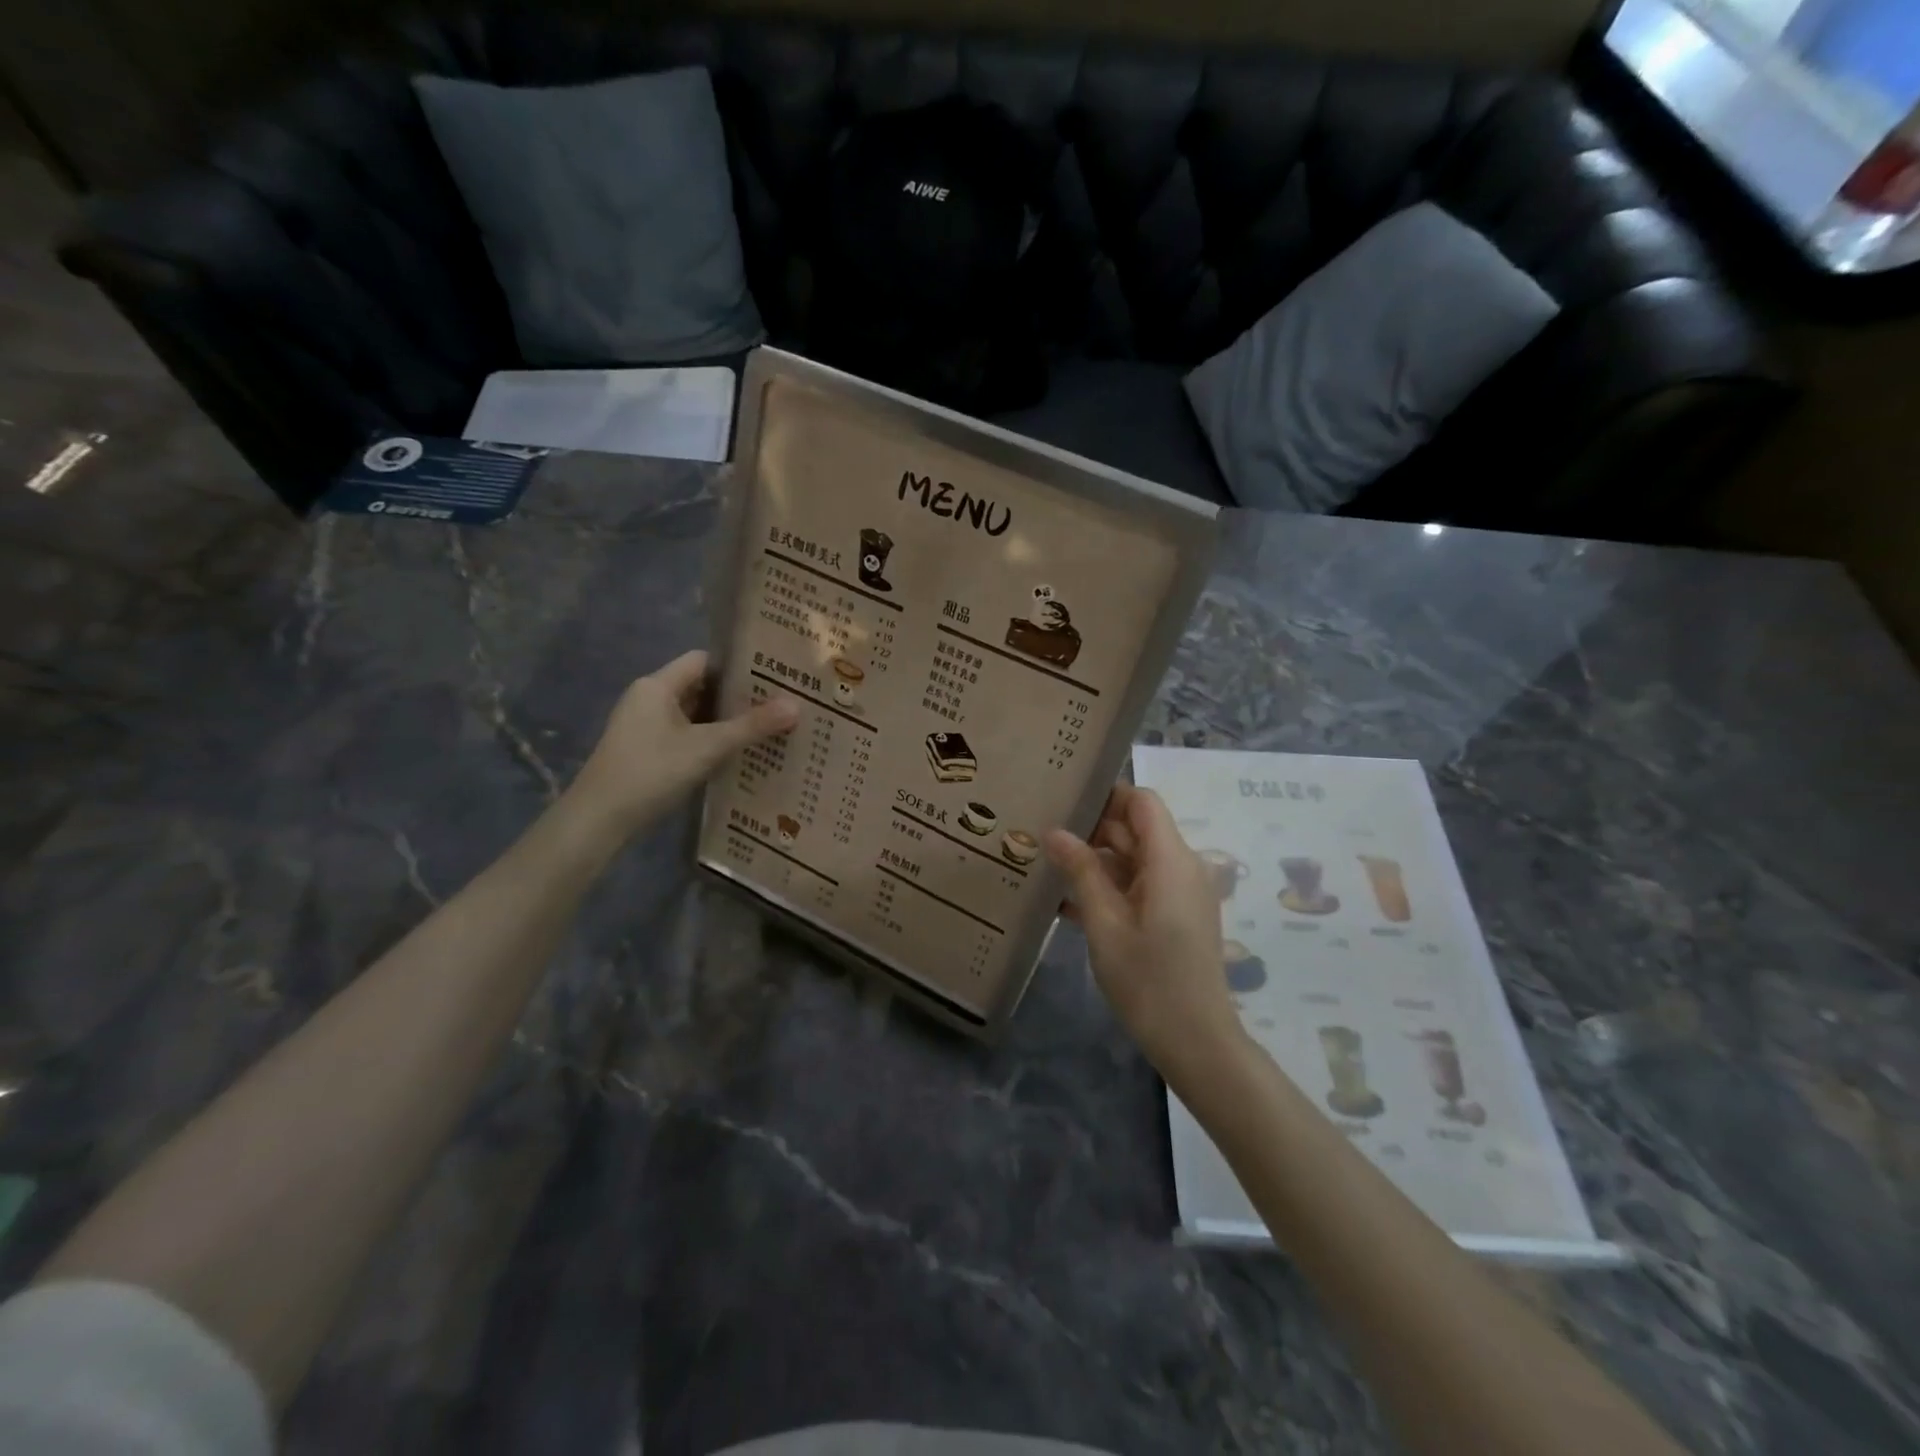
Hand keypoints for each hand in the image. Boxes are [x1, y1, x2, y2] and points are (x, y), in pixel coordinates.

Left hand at [568, 651, 797, 835]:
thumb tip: (796, 705)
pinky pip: (687, 735)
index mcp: (657, 686)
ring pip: (695, 714)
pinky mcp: (647, 751)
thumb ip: (751, 726)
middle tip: (780, 703)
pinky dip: (711, 740)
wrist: (599, 820)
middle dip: (738, 696)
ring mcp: (646, 726)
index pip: (704, 661)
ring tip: (768, 727)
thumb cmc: (651, 772)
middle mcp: (649, 699)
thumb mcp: (707, 748)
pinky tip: (738, 753)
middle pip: (701, 687)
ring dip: (726, 721)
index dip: (738, 666)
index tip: (774, 676)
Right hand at [1044, 786, 1245, 1083]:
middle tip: (1042, 834)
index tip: (1064, 799)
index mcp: (1170, 860)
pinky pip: (1139, 886)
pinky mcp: (1176, 916)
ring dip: (1095, 862)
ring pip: (1134, 859)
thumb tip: (1054, 831)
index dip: (1106, 795)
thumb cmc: (1149, 982)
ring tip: (1046, 866)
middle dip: (1092, 829)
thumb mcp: (1105, 925)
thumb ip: (1081, 872)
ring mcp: (1180, 893)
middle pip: (1136, 829)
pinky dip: (1109, 887)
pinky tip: (1066, 903)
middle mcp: (1181, 867)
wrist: (1197, 1043)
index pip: (1142, 802)